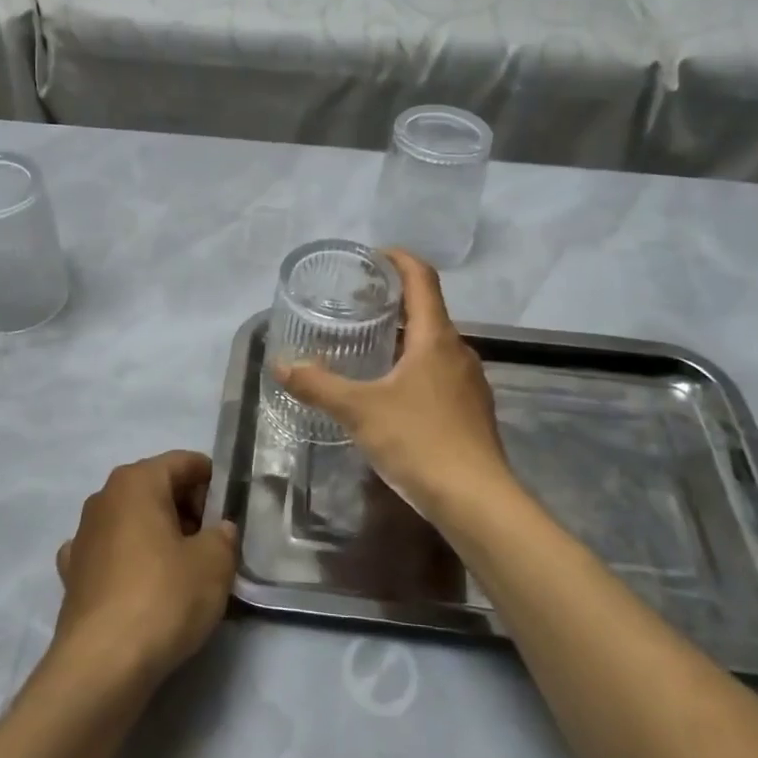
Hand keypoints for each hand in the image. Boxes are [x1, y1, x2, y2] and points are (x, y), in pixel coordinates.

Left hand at [53, 451, 237, 687]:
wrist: (102, 664)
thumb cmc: (163, 597)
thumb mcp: (214, 563)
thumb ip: (223, 536)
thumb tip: (218, 530)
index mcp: (136, 481)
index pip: (184, 462)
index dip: (213, 481)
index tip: (232, 510)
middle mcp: (104, 498)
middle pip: (156, 489)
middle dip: (188, 510)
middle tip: (215, 543)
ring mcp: (83, 536)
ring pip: (133, 522)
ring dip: (160, 536)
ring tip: (186, 571)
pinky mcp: (73, 574)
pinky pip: (112, 554)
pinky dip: (131, 562)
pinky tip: (143, 586)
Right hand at [275, 250, 522, 529]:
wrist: (477, 500)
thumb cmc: (419, 441)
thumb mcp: (359, 410)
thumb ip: (318, 385)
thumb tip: (281, 365)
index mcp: (435, 338)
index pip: (421, 279)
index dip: (399, 259)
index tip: (372, 256)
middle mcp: (458, 351)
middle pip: (427, 310)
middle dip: (393, 301)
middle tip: (356, 305)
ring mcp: (469, 382)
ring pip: (433, 345)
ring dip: (403, 337)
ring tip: (367, 346)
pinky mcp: (471, 410)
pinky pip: (439, 372)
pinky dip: (414, 366)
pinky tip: (391, 391)